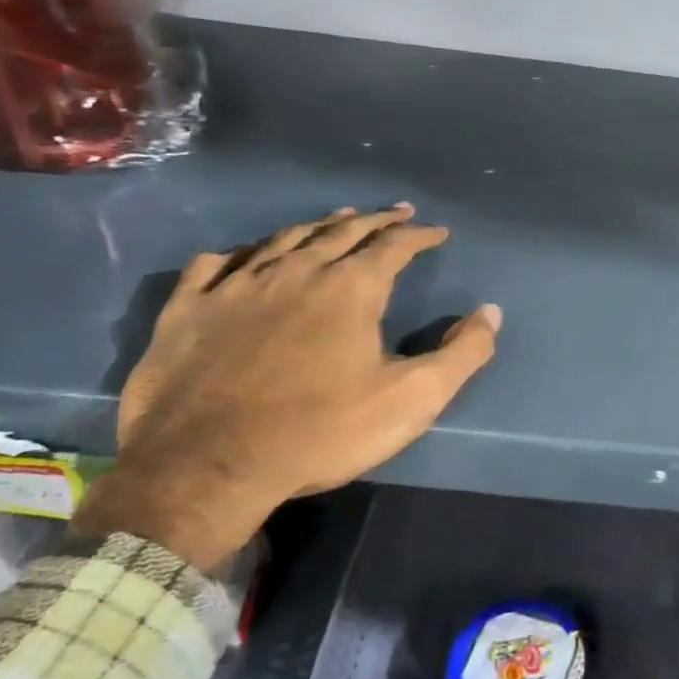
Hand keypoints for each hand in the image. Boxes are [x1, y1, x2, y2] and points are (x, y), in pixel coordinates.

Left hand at [73, 204, 500, 570]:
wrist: (207, 466)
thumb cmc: (321, 431)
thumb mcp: (412, 399)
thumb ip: (462, 354)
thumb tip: (490, 312)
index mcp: (350, 289)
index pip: (393, 246)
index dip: (419, 235)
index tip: (437, 232)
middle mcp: (295, 272)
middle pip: (341, 232)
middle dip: (374, 220)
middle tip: (395, 212)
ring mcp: (236, 286)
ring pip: (283, 239)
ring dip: (317, 227)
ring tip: (336, 220)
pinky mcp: (188, 310)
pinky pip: (215, 265)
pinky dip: (240, 254)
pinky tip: (244, 257)